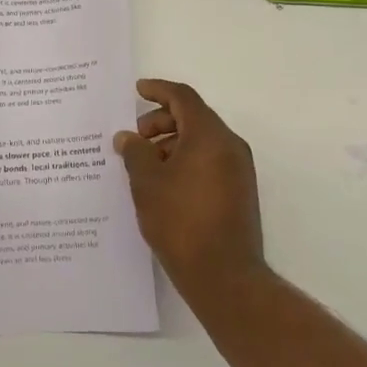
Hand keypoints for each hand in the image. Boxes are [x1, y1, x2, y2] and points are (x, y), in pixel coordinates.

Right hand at [115, 79, 265, 301]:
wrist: (224, 276)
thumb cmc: (181, 221)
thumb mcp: (147, 182)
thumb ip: (135, 152)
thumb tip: (128, 137)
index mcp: (209, 135)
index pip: (183, 98)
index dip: (158, 90)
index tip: (137, 90)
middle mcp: (229, 146)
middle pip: (193, 117)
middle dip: (160, 121)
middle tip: (135, 138)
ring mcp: (238, 170)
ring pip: (201, 141)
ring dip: (171, 143)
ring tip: (144, 165)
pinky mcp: (239, 191)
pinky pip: (209, 161)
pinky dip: (185, 160)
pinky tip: (163, 183)